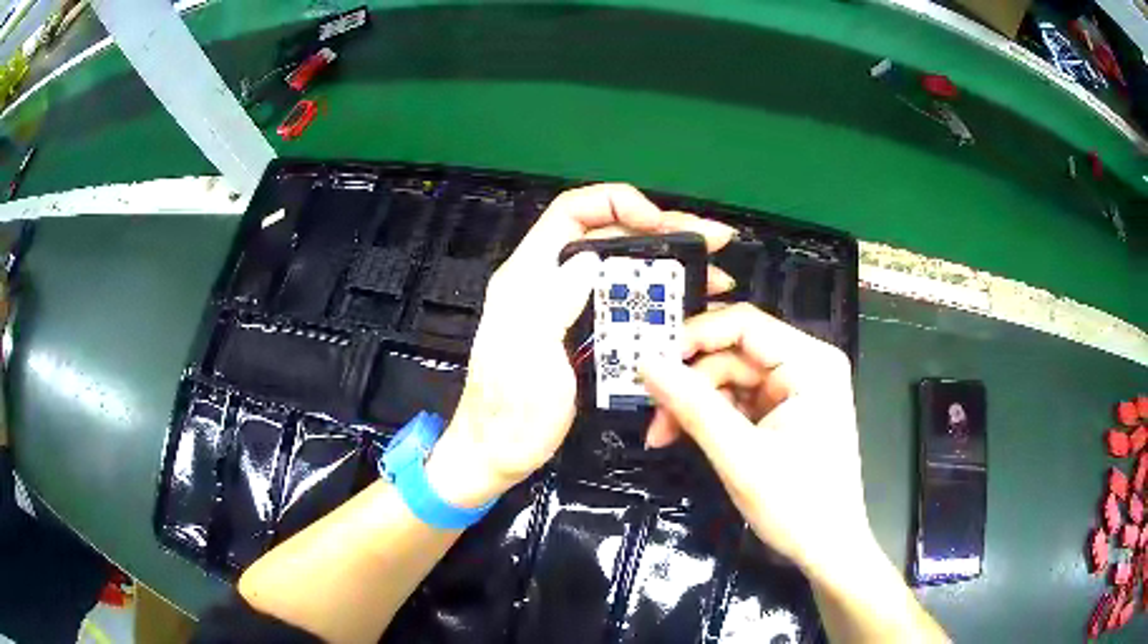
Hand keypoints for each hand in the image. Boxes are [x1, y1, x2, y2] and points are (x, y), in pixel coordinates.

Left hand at [426, 184, 736, 508]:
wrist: (497, 455)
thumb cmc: (509, 414)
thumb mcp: (527, 356)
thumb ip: (551, 303)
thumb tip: (588, 259)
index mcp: (529, 276)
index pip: (571, 213)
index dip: (617, 204)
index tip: (660, 223)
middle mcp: (550, 282)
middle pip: (608, 237)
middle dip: (663, 232)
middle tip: (713, 241)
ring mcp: (569, 308)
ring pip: (624, 270)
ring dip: (671, 267)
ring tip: (716, 277)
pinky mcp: (584, 334)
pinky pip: (626, 304)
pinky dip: (661, 300)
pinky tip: (691, 308)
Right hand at [638, 303, 874, 582]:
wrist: (827, 549)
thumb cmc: (797, 505)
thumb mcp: (740, 457)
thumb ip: (693, 406)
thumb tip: (645, 363)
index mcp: (811, 363)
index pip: (744, 325)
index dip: (693, 337)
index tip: (649, 363)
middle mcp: (806, 365)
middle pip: (733, 354)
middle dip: (689, 383)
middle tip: (653, 418)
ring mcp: (796, 389)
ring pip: (730, 378)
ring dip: (694, 403)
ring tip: (664, 436)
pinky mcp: (785, 412)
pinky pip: (738, 400)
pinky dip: (710, 416)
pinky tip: (687, 437)